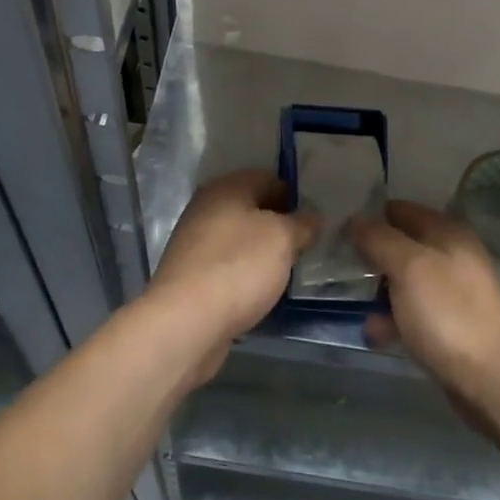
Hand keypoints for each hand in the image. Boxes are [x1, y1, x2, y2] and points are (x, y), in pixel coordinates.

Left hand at [145, 168, 316, 381]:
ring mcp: (194, 242)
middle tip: (305, 245)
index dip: (293, 196)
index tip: (313, 220)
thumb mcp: (282, 239)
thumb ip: (301, 224)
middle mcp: (206, 208)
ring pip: (239, 239)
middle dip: (278, 225)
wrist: (186, 322)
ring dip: (262, 252)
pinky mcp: (191, 275)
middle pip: (251, 208)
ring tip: (287, 270)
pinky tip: (260, 291)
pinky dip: (245, 274)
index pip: (267, 178)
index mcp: (226, 188)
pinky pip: (227, 265)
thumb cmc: (239, 267)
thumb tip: (311, 217)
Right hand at [350, 201, 499, 406]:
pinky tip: (375, 334)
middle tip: (338, 269)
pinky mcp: (450, 325)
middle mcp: (452, 255)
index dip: (370, 217)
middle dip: (371, 257)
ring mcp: (453, 292)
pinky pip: (413, 312)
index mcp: (447, 232)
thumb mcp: (408, 267)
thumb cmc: (449, 314)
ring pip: (405, 280)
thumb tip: (355, 218)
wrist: (495, 381)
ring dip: (378, 292)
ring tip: (354, 307)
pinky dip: (393, 319)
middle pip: (401, 245)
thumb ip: (379, 238)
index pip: (400, 210)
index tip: (339, 231)